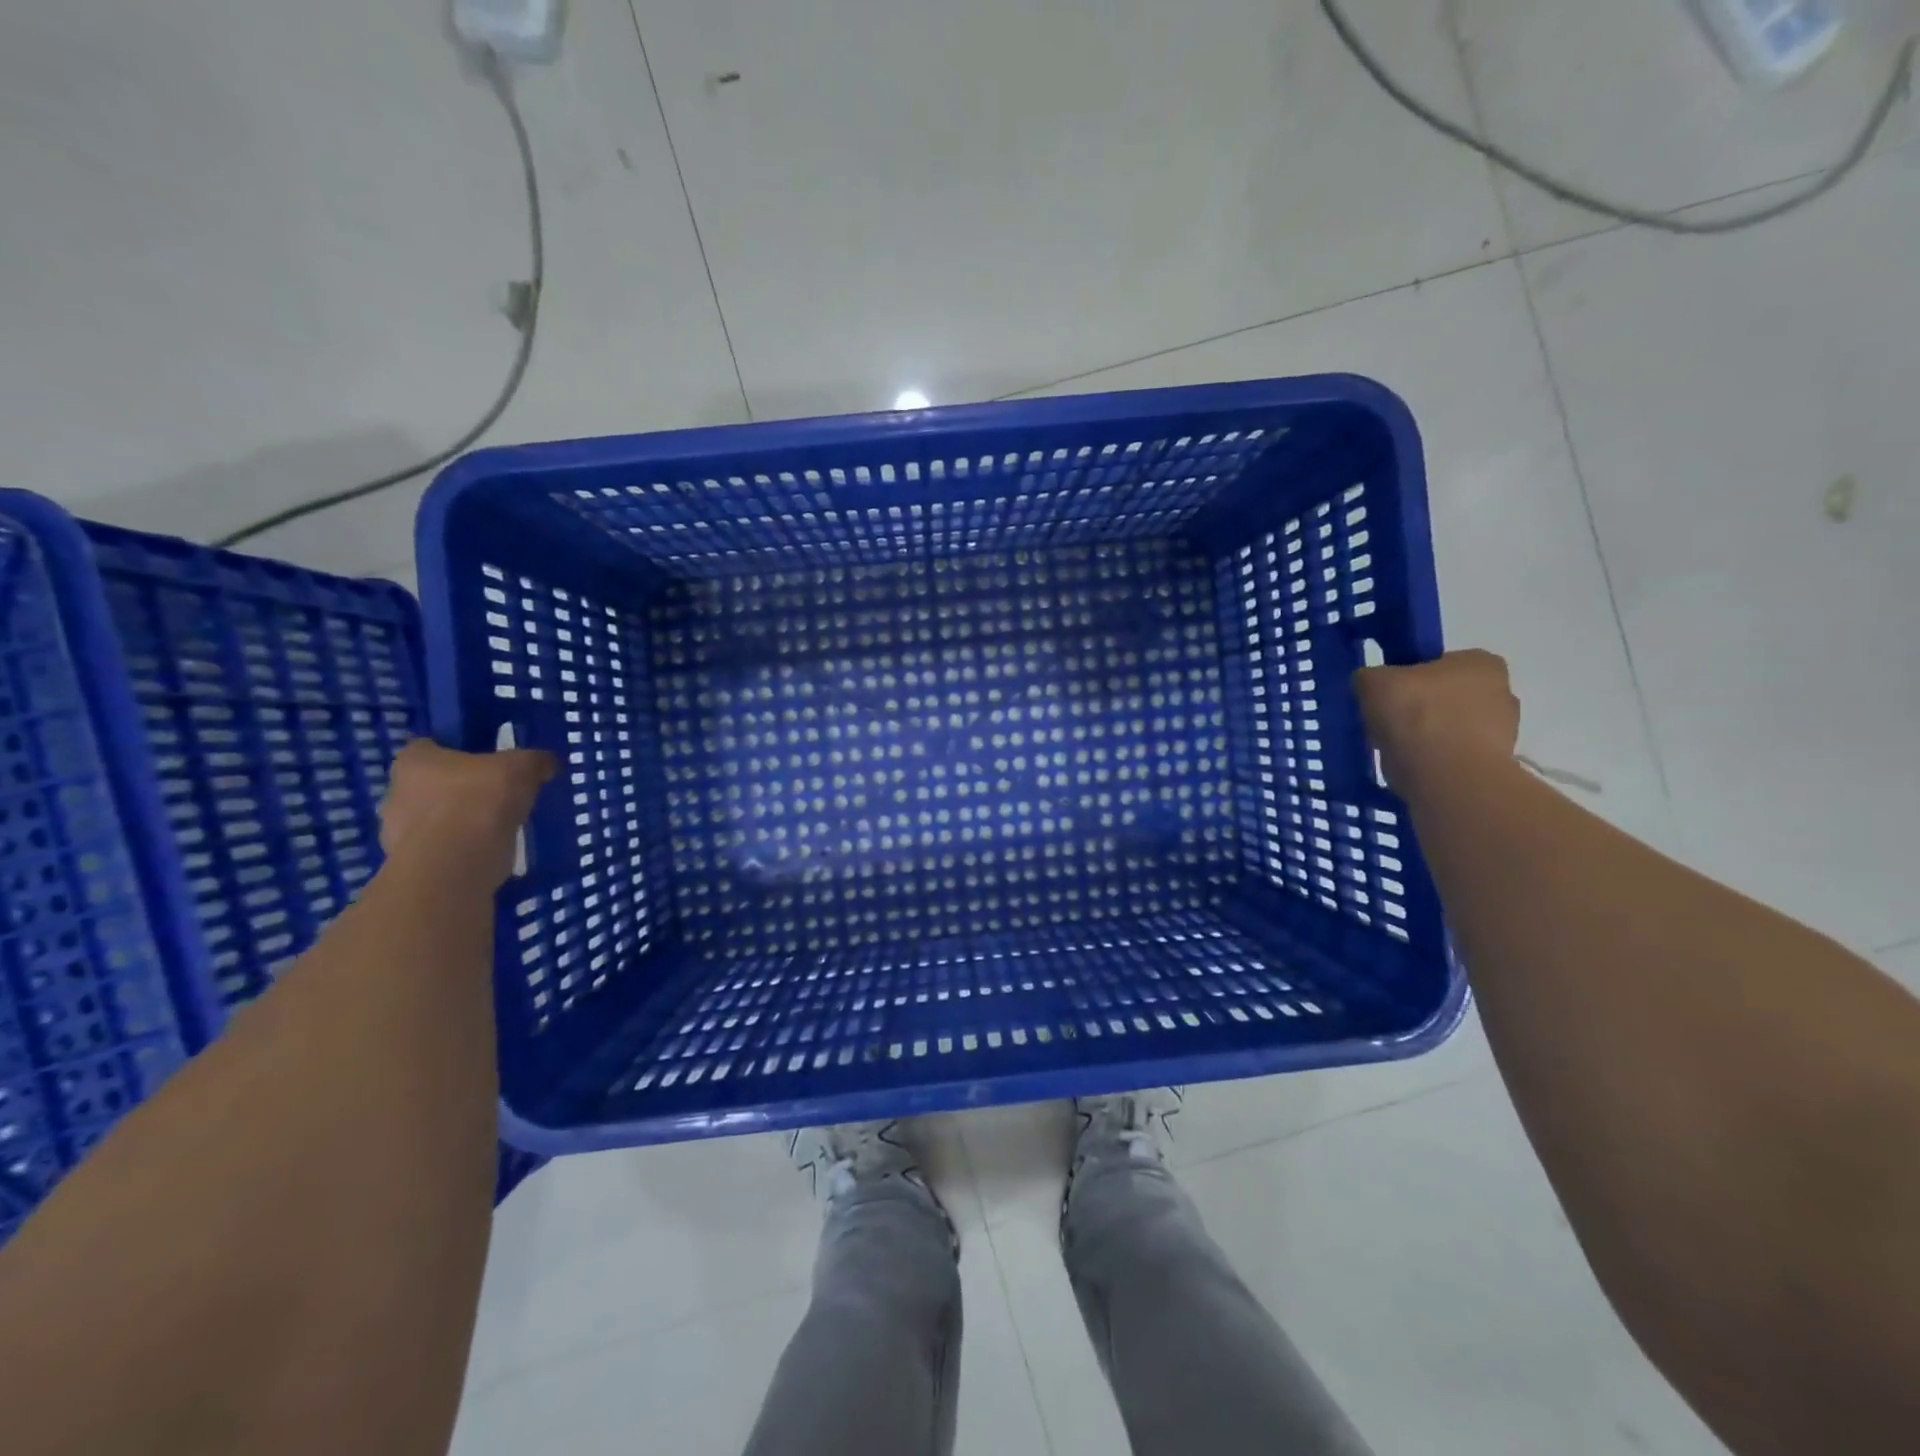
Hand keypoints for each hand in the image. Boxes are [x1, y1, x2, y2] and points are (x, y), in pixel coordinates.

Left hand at [378, 740, 557, 890]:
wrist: (455, 866)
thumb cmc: (480, 801)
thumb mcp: (522, 768)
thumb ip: (535, 760)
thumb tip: (546, 763)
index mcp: (414, 760)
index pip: (433, 746)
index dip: (462, 751)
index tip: (490, 762)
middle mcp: (396, 791)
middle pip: (435, 783)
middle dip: (463, 788)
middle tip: (499, 795)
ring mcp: (398, 832)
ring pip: (437, 818)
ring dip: (463, 821)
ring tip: (499, 826)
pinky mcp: (413, 863)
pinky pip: (443, 848)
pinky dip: (463, 848)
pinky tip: (490, 850)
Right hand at [1353, 650, 1519, 793]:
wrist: (1447, 777)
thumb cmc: (1416, 715)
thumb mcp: (1373, 681)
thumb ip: (1370, 676)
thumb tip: (1372, 686)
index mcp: (1480, 662)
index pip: (1436, 663)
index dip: (1406, 679)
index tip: (1386, 696)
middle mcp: (1502, 691)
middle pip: (1444, 697)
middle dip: (1418, 709)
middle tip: (1387, 724)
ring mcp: (1503, 732)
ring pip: (1448, 728)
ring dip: (1425, 737)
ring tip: (1395, 750)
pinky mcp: (1494, 766)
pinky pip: (1453, 757)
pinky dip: (1433, 761)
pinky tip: (1412, 768)